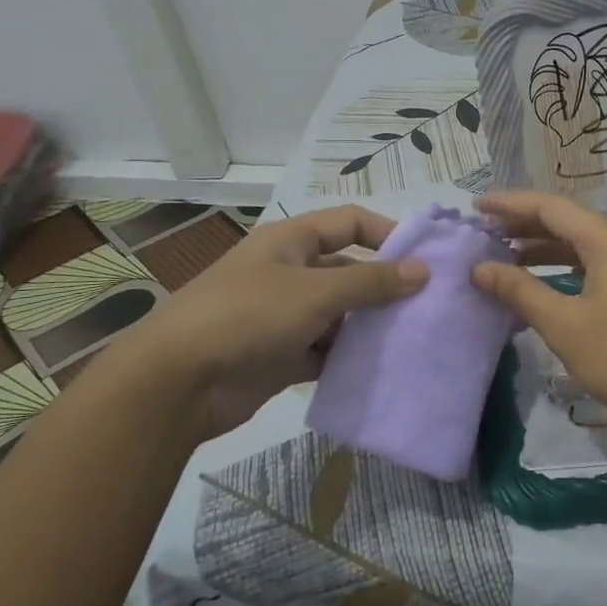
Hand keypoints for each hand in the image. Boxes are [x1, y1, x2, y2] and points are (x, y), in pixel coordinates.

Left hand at [102, 206, 427, 436]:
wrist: (176, 384)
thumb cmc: (246, 317)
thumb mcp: (314, 292)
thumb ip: (371, 282)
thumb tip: (423, 270)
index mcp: (291, 242)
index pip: (350, 222)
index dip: (387, 233)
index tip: (426, 257)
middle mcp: (290, 273)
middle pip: (349, 271)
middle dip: (385, 287)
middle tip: (430, 307)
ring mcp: (285, 316)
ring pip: (341, 315)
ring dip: (371, 327)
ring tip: (415, 340)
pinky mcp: (283, 356)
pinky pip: (327, 351)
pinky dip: (350, 359)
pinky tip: (383, 370)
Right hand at [471, 191, 606, 435]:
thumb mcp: (566, 326)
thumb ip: (521, 292)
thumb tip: (481, 268)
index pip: (551, 206)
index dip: (509, 204)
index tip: (474, 207)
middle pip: (568, 221)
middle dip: (524, 225)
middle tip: (484, 234)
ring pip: (584, 245)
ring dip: (544, 248)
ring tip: (505, 260)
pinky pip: (598, 265)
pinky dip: (566, 269)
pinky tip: (546, 288)